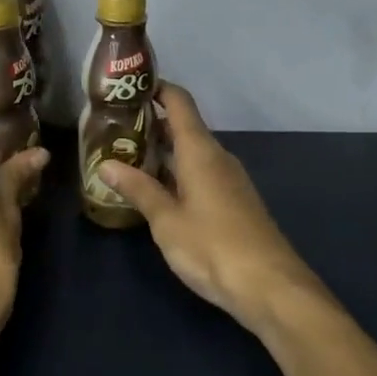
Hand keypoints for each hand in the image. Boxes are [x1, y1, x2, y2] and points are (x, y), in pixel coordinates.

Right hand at [98, 84, 333, 339]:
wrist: (271, 287)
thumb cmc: (213, 247)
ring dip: (161, 151)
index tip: (127, 87)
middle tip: (112, 129)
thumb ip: (137, 189)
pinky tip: (155, 190)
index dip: (156, 88)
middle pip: (183, 127)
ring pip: (191, 153)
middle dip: (150, 124)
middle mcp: (217, 157)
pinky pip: (200, 173)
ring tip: (126, 158)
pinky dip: (176, 172)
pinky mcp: (234, 202)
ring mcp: (229, 180)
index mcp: (200, 151)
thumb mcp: (166, 220)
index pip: (179, 102)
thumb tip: (105, 164)